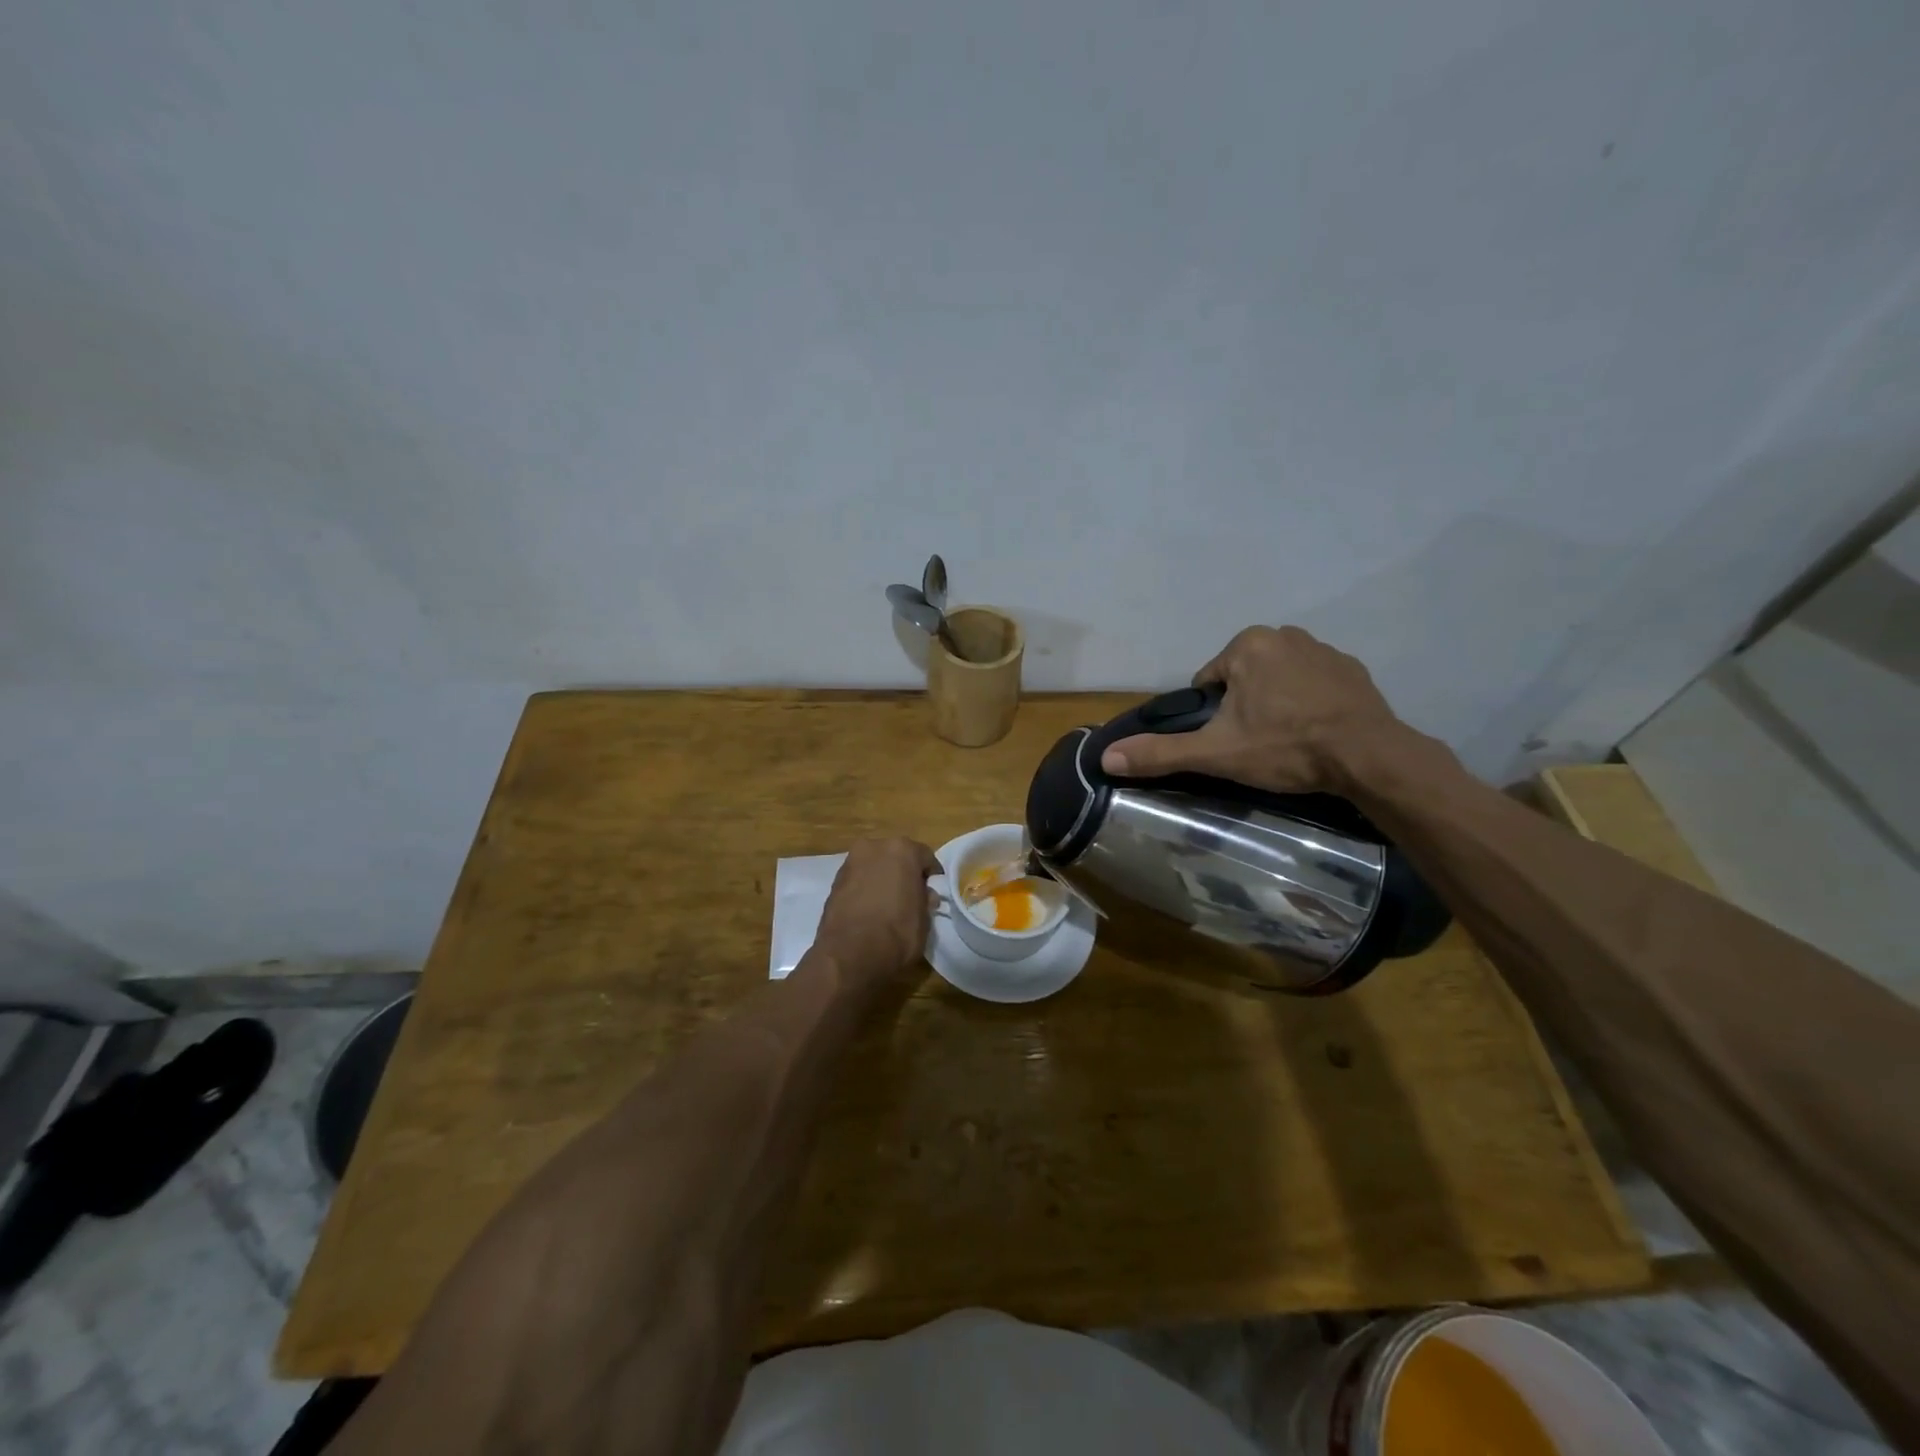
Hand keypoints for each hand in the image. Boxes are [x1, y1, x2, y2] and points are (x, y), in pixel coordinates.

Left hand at [812, 836, 940, 991]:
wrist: (849, 955)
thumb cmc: (896, 934)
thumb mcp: (924, 920)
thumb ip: (925, 900)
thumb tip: (925, 894)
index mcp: (902, 849)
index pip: (925, 857)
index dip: (931, 876)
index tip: (933, 892)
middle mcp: (874, 847)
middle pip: (896, 856)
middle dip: (903, 873)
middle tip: (910, 897)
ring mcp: (850, 862)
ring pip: (874, 866)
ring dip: (882, 879)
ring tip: (887, 905)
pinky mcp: (834, 881)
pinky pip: (858, 880)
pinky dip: (865, 889)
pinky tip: (869, 910)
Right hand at [1100, 625, 1406, 794]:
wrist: (1369, 757)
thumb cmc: (1285, 747)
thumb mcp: (1215, 753)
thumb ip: (1161, 753)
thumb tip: (1106, 757)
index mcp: (1246, 645)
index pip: (1209, 681)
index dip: (1212, 715)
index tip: (1230, 741)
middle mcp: (1284, 634)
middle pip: (1242, 677)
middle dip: (1244, 707)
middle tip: (1258, 744)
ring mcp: (1323, 649)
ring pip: (1278, 679)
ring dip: (1275, 703)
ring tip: (1287, 741)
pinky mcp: (1353, 669)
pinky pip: (1314, 684)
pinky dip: (1309, 703)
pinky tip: (1316, 733)